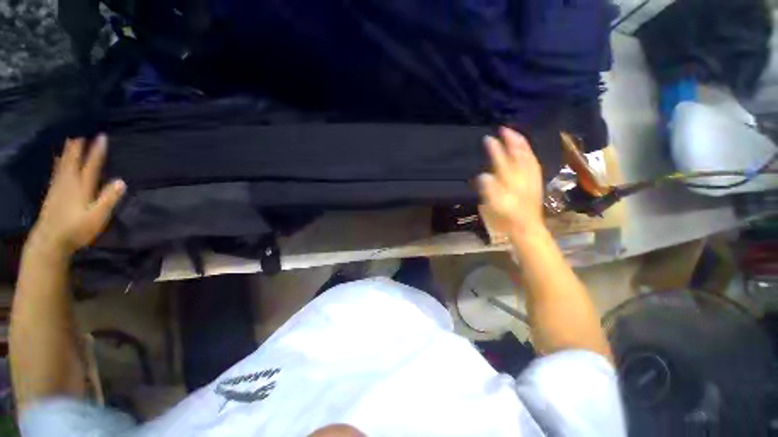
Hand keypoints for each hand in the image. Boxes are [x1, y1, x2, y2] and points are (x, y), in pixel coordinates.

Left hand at [28, 136, 125, 255]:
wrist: (50, 240)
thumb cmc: (77, 229)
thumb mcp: (98, 216)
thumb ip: (109, 199)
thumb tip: (121, 181)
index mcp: (82, 187)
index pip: (92, 165)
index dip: (97, 151)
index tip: (101, 136)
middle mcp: (69, 182)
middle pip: (74, 161)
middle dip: (79, 147)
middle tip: (82, 132)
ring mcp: (58, 187)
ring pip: (63, 164)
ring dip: (68, 152)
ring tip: (70, 140)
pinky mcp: (52, 193)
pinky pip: (55, 172)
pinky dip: (57, 163)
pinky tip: (57, 159)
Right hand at [478, 127, 544, 237]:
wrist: (526, 227)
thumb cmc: (506, 218)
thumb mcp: (493, 207)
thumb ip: (489, 190)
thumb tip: (484, 175)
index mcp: (510, 182)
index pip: (501, 161)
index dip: (495, 149)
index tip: (488, 138)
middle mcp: (522, 176)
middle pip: (518, 154)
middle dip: (512, 140)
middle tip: (504, 129)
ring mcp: (531, 178)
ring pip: (528, 156)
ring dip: (522, 144)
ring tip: (515, 135)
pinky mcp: (536, 182)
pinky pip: (534, 163)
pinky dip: (529, 154)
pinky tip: (527, 152)